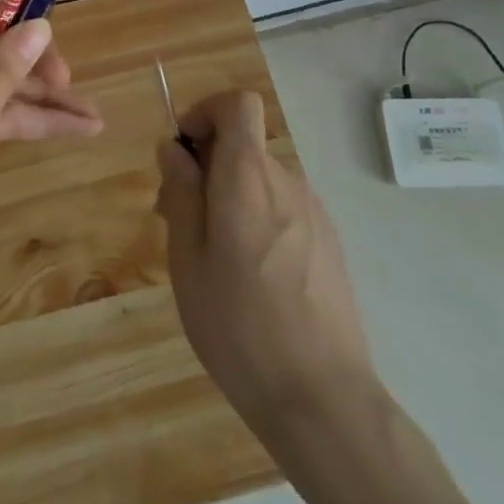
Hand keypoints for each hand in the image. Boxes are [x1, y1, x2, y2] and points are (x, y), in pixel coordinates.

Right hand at [154, 90, 373, 427]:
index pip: (238, 105)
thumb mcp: (188, 258)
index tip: (183, 152)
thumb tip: (174, 148)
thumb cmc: (239, 326)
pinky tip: (250, 279)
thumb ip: (181, 192)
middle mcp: (286, 182)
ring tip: (212, 259)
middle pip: (243, 145)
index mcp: (248, 178)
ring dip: (229, 196)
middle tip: (179, 220)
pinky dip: (257, 219)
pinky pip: (282, 208)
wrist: (322, 399)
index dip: (206, 113)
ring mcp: (314, 213)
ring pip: (260, 180)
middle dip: (206, 166)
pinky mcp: (329, 243)